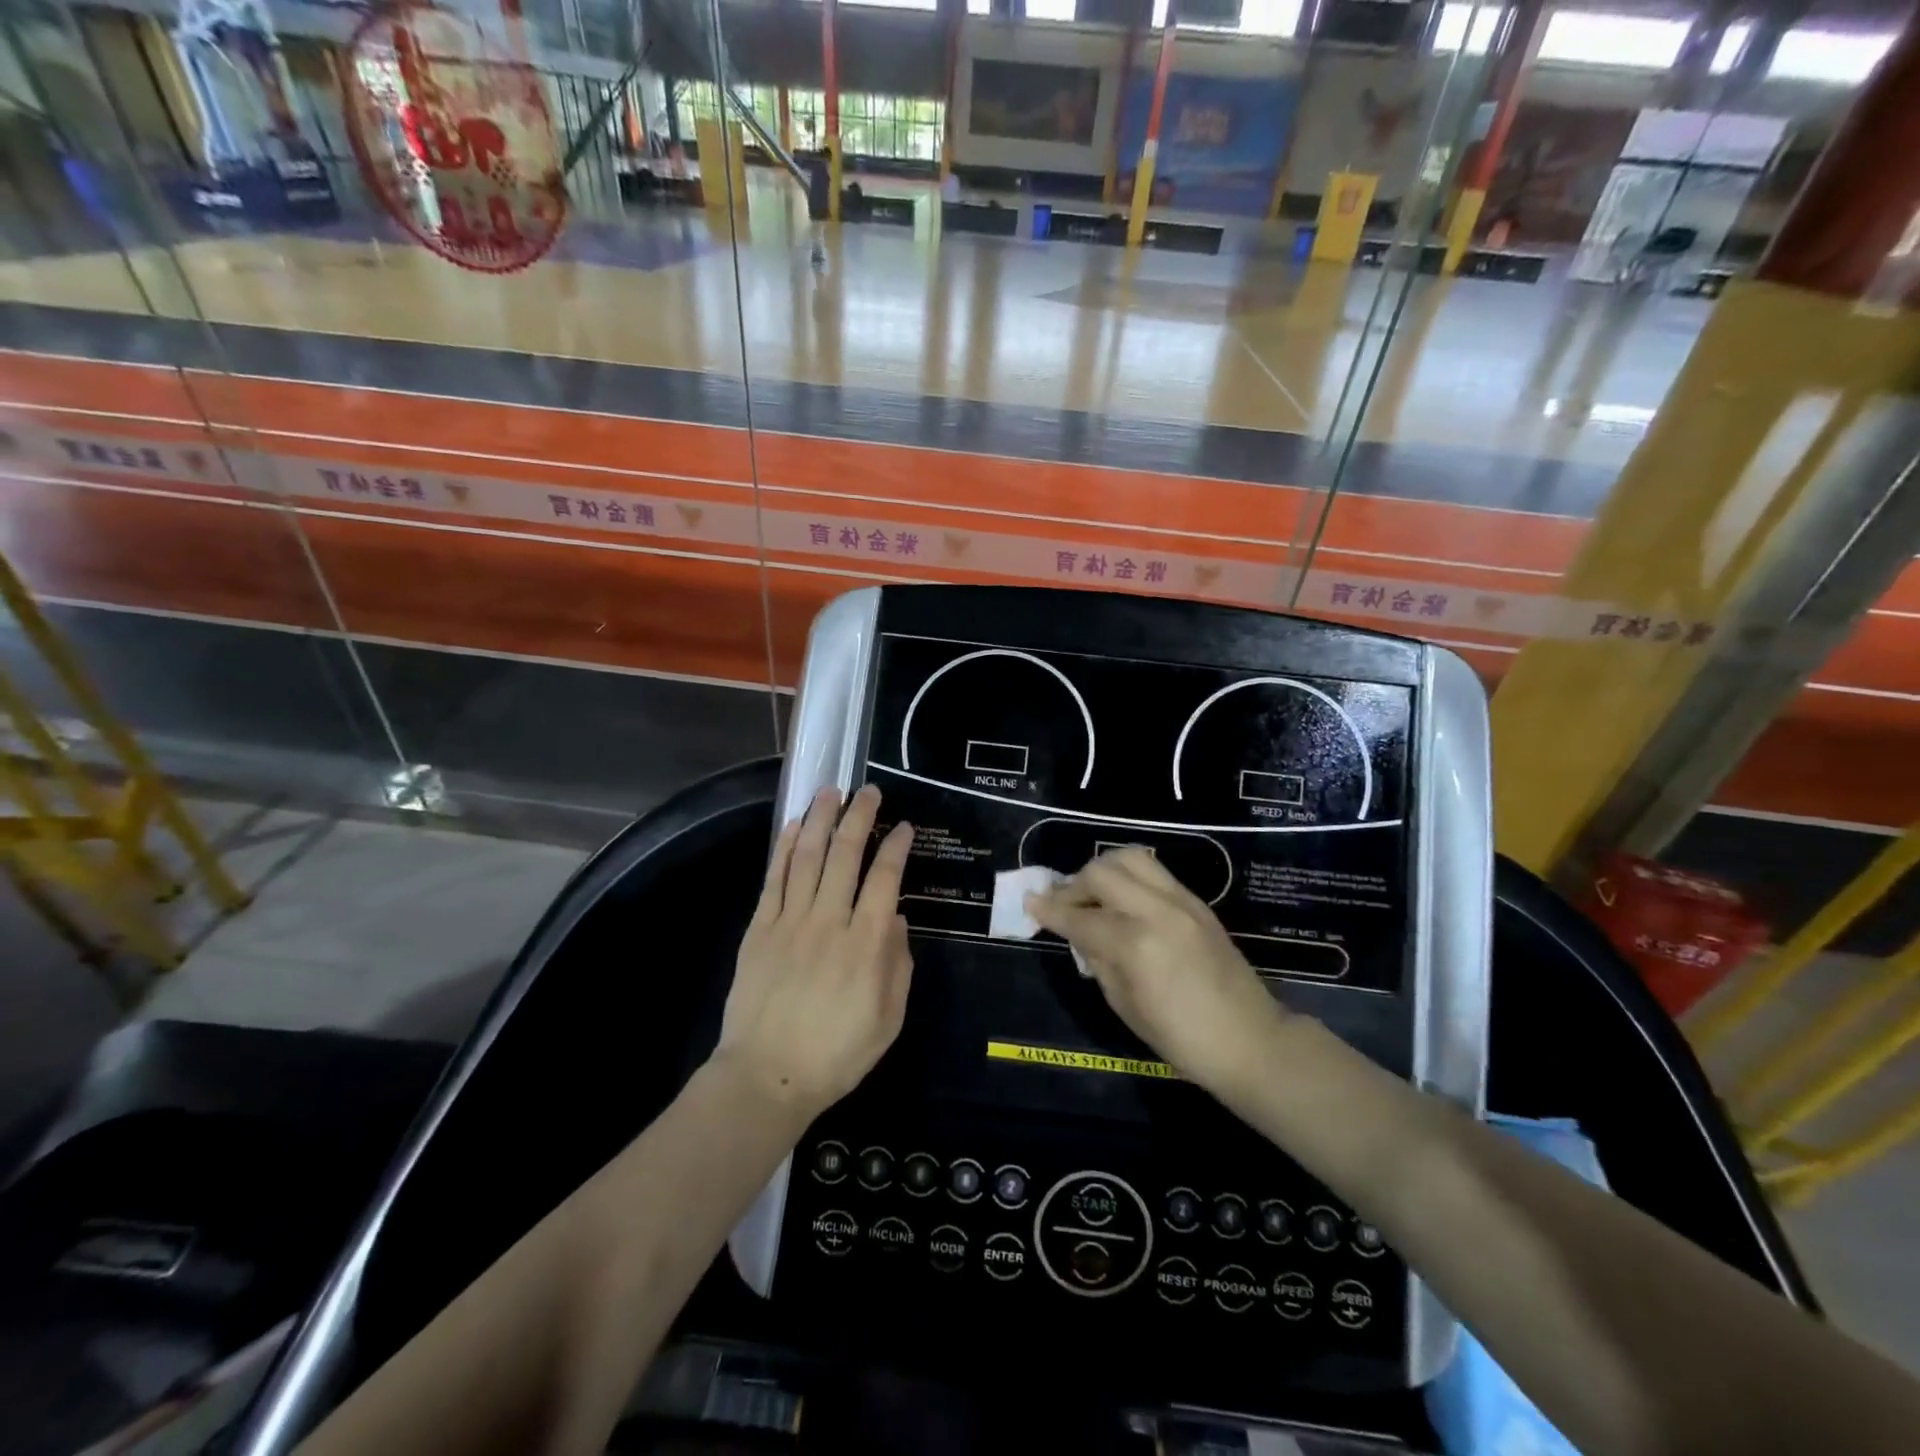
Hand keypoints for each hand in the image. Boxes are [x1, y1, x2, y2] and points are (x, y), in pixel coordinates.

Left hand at [716, 785, 914, 1120]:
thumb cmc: (838, 1053)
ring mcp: (790, 921)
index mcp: (866, 943)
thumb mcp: (889, 1018)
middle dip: (860, 817)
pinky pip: (774, 879)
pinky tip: (795, 826)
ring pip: (808, 857)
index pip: (885, 878)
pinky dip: (786, 848)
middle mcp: (829, 920)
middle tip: (868, 791)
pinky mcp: (760, 929)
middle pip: (846, 855)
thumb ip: (898, 964)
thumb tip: (895, 918)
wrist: (767, 1076)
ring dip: (821, 820)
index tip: (903, 826)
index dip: (895, 847)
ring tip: (830, 791)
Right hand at [1027, 849, 1288, 1099]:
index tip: (1030, 902)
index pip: (1079, 918)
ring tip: (1094, 893)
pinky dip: (1130, 878)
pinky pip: (1154, 872)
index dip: (1050, 911)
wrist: (1251, 1041)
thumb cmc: (1182, 1039)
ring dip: (1103, 870)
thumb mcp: (1125, 1006)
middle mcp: (1157, 911)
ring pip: (1131, 858)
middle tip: (1065, 903)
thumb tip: (1080, 934)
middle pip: (1102, 873)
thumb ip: (1098, 960)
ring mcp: (1181, 902)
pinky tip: (1123, 901)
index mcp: (1135, 944)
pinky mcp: (1197, 902)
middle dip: (1074, 884)